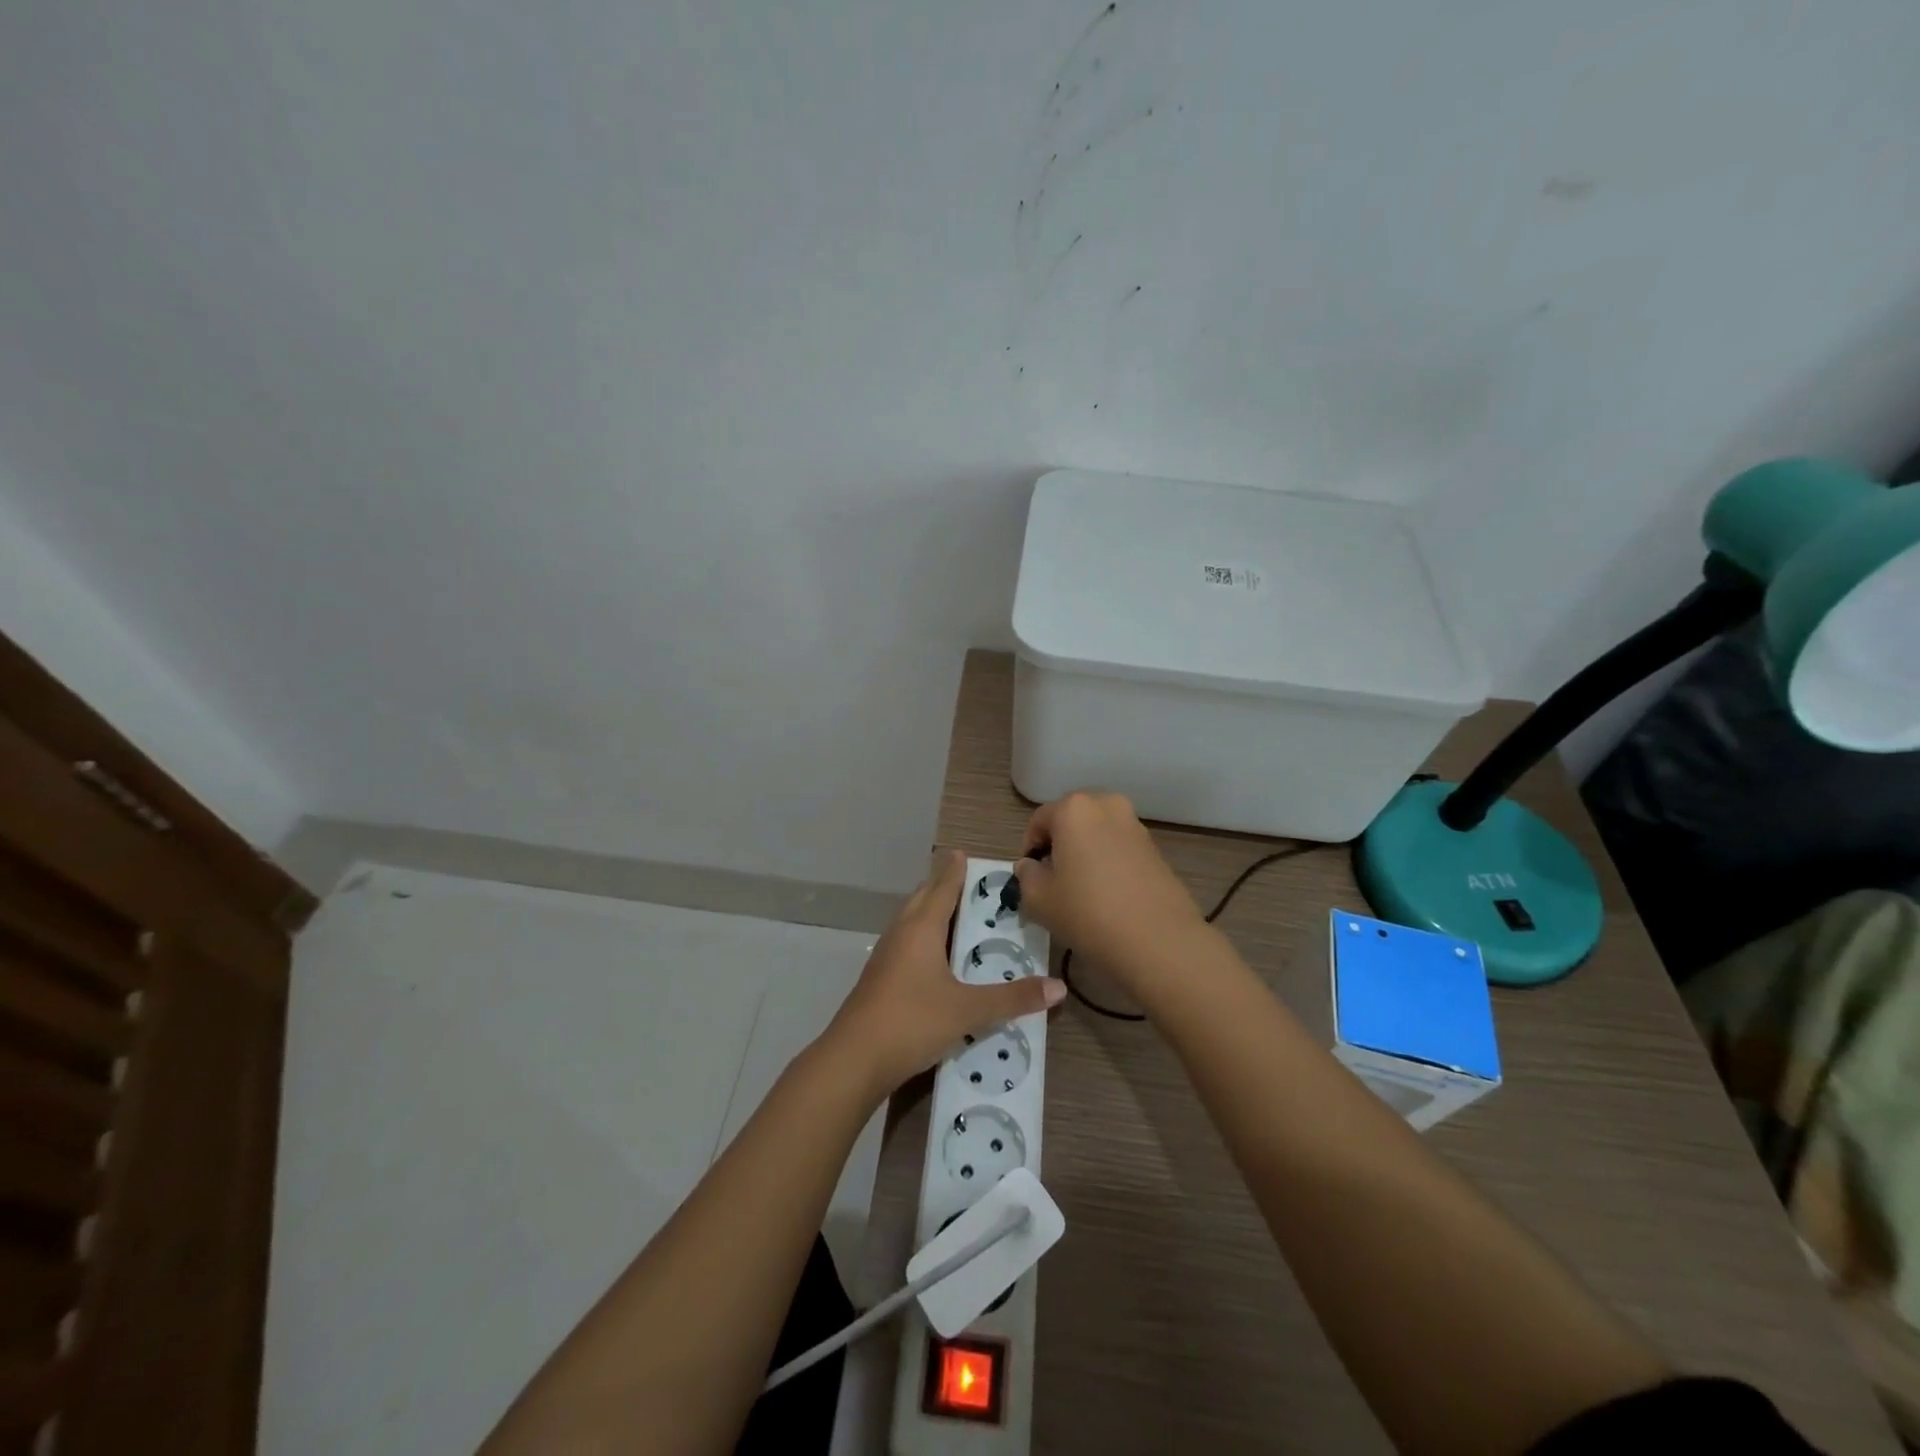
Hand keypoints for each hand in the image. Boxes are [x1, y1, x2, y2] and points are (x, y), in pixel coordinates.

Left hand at [823, 850, 1063, 1099]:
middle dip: (943, 886)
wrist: (854, 1059)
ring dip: (932, 911)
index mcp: (922, 928)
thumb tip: (1059, 988)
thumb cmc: (912, 1021)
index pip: (942, 887)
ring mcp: (886, 955)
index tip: (965, 853)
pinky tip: (937, 956)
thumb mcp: (968, 1010)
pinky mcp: (880, 977)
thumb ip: (1013, 998)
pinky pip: (906, 942)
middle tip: (970, 884)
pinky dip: (924, 936)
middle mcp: (902, 932)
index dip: (955, 870)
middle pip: (923, 898)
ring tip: (957, 915)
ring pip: (911, 920)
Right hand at [1014, 791, 1207, 993]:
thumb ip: (1026, 876)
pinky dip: (1108, 864)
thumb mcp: (1039, 900)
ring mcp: (1135, 825)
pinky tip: (1107, 896)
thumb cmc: (1088, 913)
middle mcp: (1107, 806)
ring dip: (1085, 854)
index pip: (1039, 821)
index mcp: (1074, 809)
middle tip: (1053, 882)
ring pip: (1097, 834)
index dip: (1029, 850)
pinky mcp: (1155, 848)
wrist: (1159, 941)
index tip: (1029, 878)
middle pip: (1071, 822)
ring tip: (1081, 891)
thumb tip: (1030, 866)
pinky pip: (1119, 848)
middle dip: (1059, 847)